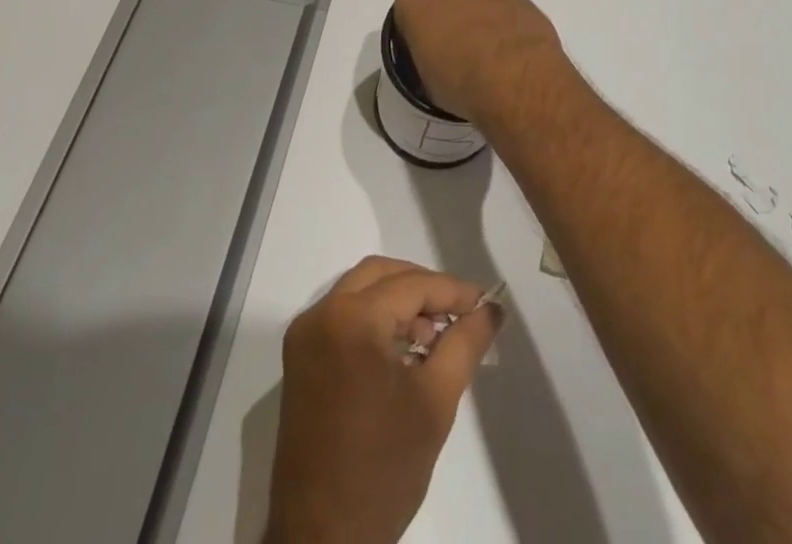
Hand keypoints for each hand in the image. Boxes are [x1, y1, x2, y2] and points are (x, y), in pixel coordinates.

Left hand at [266, 256, 502, 543]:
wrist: (322, 541)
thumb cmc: (382, 470)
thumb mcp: (435, 402)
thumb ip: (465, 343)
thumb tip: (491, 308)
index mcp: (349, 319)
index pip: (411, 285)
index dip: (452, 291)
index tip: (485, 303)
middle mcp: (320, 315)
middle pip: (381, 275)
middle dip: (423, 287)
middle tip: (459, 313)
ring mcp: (305, 337)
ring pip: (361, 291)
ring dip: (399, 301)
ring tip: (434, 336)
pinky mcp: (300, 360)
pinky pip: (344, 316)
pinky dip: (375, 319)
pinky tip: (403, 350)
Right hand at [392, 0, 565, 124]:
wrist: (517, 73)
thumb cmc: (460, 80)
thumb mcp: (425, 82)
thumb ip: (425, 57)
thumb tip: (438, 60)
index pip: (406, 13)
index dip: (416, 36)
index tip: (427, 56)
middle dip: (446, 15)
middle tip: (457, 49)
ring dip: (475, 13)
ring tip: (488, 50)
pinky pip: (498, 0)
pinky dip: (499, 16)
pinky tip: (508, 45)